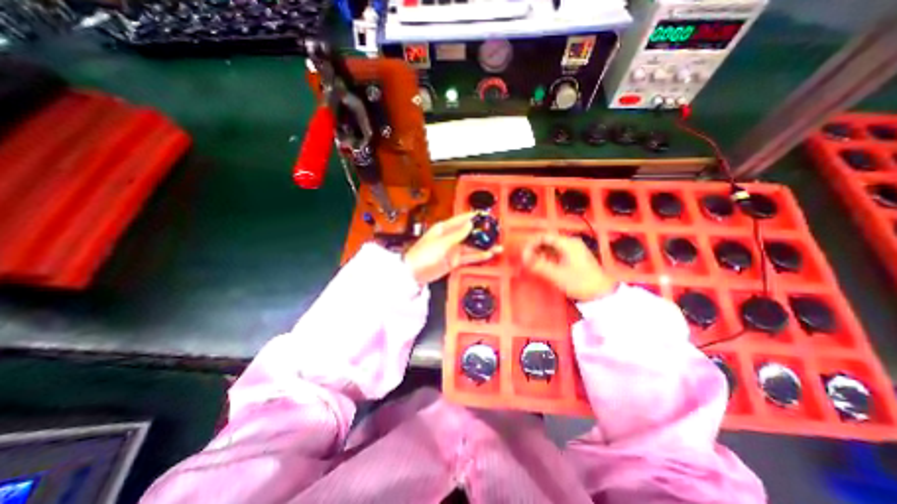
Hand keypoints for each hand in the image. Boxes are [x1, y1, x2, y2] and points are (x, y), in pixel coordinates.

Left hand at [406, 210, 503, 285]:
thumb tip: (470, 223)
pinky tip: (488, 254)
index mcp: (444, 228)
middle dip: (482, 233)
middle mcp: (450, 237)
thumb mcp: (442, 243)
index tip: (487, 215)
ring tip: (498, 246)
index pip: (462, 219)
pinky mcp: (454, 260)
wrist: (415, 273)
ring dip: (483, 246)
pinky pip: (468, 257)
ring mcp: (453, 249)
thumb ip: (458, 234)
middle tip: (496, 233)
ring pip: (471, 246)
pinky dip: (478, 256)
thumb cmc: (424, 254)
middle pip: (469, 233)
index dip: (474, 217)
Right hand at [519, 232, 617, 300]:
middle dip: (535, 249)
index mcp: (567, 243)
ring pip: (551, 246)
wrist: (602, 293)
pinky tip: (544, 265)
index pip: (544, 236)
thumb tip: (523, 258)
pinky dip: (547, 257)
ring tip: (533, 264)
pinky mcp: (574, 256)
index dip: (531, 244)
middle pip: (547, 240)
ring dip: (540, 253)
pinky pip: (557, 252)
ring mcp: (573, 248)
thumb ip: (538, 265)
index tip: (524, 255)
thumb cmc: (579, 282)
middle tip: (527, 261)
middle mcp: (570, 242)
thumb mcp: (556, 275)